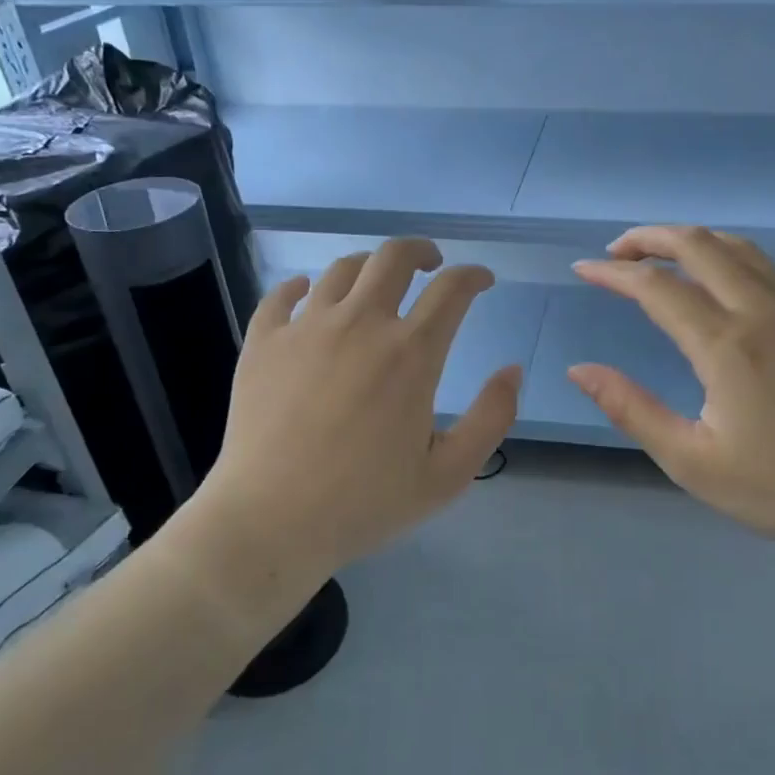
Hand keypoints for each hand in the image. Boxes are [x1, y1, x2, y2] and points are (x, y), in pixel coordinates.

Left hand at [186, 238, 520, 615]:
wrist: (270, 522)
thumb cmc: (365, 503)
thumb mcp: (449, 474)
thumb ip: (492, 417)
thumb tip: (512, 369)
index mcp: (411, 354)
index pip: (451, 289)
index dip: (473, 276)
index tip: (481, 281)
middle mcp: (360, 324)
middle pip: (394, 257)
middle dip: (421, 252)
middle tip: (431, 265)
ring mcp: (306, 328)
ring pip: (341, 269)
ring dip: (369, 267)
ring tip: (376, 284)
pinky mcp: (263, 342)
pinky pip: (282, 294)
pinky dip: (302, 286)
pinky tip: (308, 293)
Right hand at [569, 226, 774, 561]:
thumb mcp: (691, 460)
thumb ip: (632, 409)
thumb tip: (579, 370)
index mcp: (725, 345)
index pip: (656, 287)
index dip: (613, 274)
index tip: (582, 270)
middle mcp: (759, 311)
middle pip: (697, 245)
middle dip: (648, 238)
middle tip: (614, 254)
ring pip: (734, 246)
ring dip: (687, 240)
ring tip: (654, 255)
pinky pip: (762, 263)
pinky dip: (723, 252)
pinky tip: (711, 274)